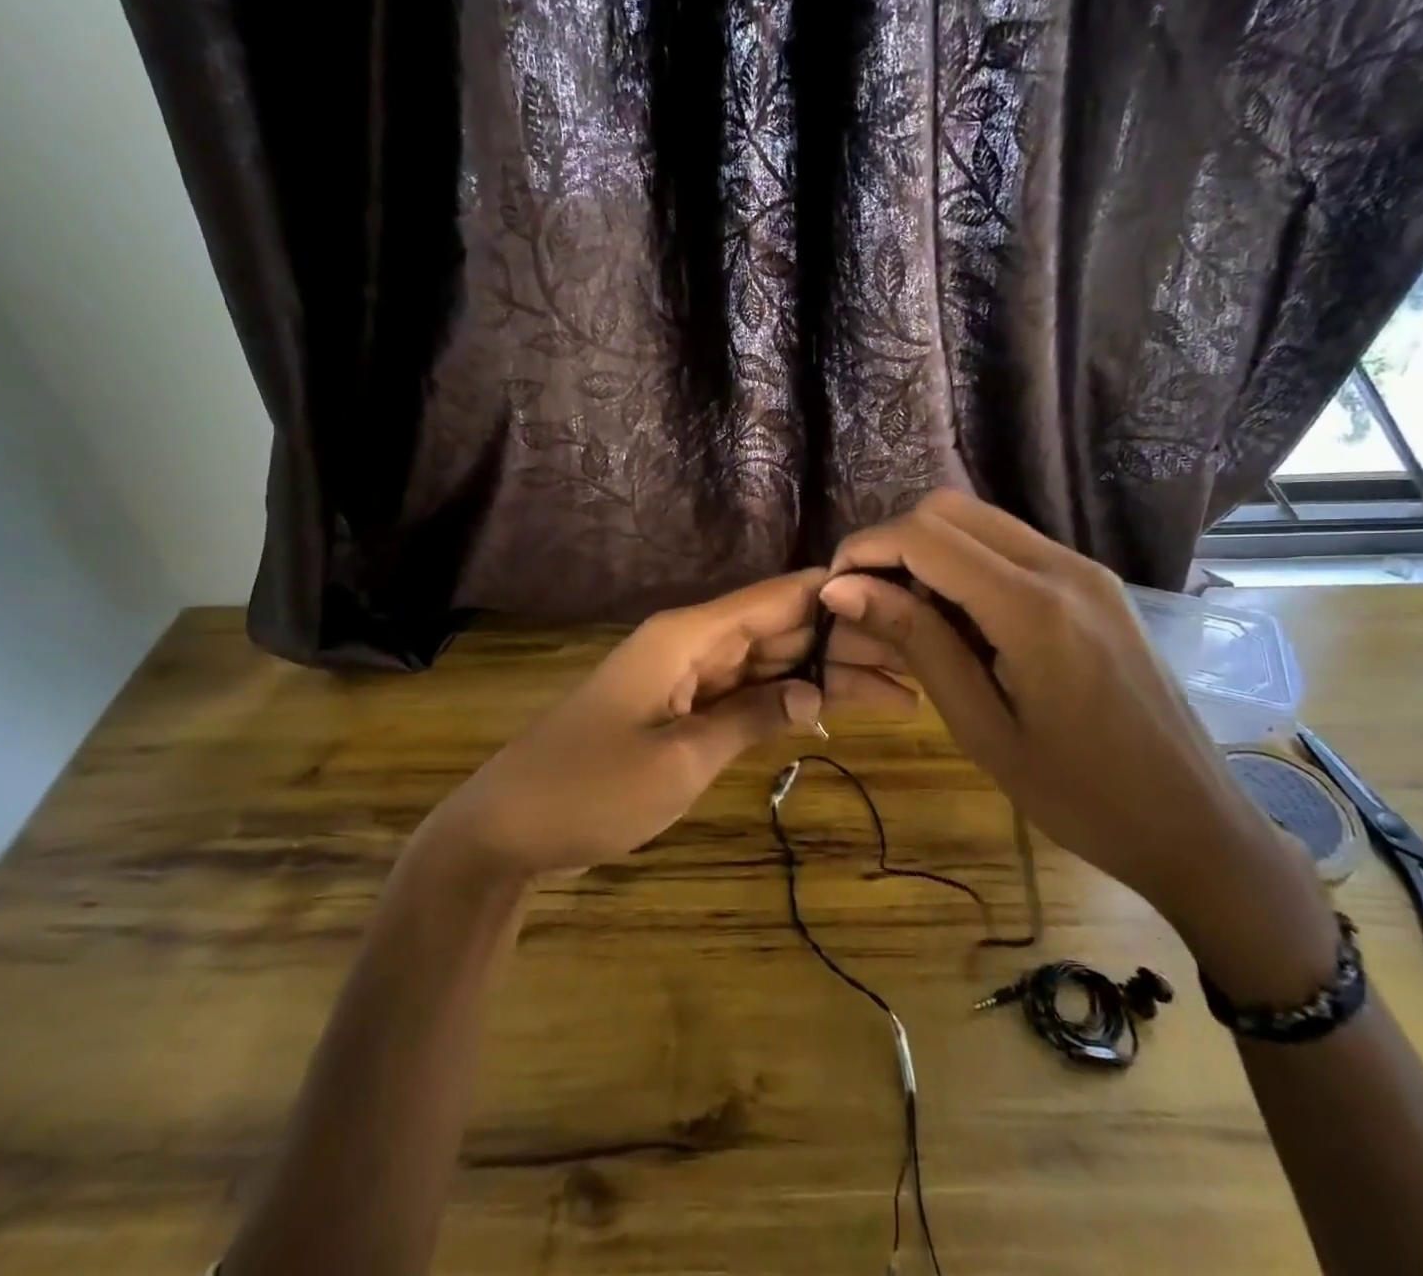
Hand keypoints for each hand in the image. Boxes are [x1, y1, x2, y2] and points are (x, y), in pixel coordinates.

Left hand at [431, 571, 915, 877]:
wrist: (509, 827)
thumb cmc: (593, 789)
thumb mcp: (682, 760)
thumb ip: (752, 718)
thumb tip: (815, 692)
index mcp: (687, 636)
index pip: (776, 597)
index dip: (835, 595)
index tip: (898, 602)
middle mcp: (690, 643)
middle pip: (777, 628)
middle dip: (841, 643)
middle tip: (913, 664)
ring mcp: (683, 676)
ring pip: (764, 661)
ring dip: (818, 674)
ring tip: (893, 691)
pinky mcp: (677, 708)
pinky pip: (740, 691)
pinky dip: (780, 700)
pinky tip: (827, 710)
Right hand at [821, 490, 1311, 933]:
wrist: (1195, 823)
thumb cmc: (1081, 797)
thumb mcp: (983, 728)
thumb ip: (917, 643)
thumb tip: (843, 588)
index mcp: (1034, 608)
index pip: (926, 536)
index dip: (867, 549)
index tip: (834, 590)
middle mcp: (1063, 568)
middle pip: (951, 509)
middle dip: (893, 542)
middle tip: (865, 600)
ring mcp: (1086, 571)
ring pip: (981, 522)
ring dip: (929, 551)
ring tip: (903, 613)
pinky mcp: (1096, 585)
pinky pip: (1013, 547)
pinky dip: (966, 564)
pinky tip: (957, 619)